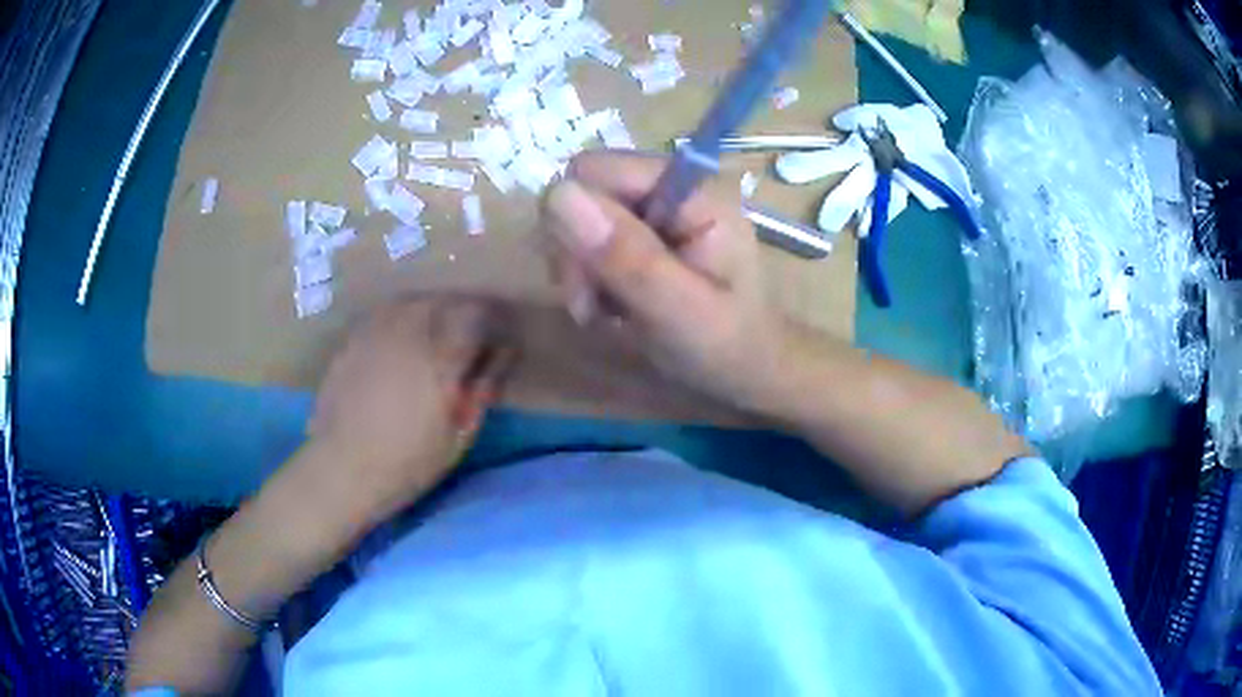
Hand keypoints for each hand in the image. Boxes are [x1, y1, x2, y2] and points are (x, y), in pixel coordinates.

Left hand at [307, 296, 515, 519]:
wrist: (343, 468)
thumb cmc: (408, 462)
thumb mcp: (459, 436)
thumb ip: (482, 389)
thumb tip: (501, 356)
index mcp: (440, 358)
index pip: (477, 315)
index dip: (494, 322)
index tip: (499, 341)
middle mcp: (409, 333)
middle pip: (445, 301)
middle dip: (465, 312)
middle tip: (472, 336)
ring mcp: (377, 332)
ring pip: (414, 301)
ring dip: (433, 310)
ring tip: (438, 332)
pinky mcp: (354, 339)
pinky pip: (386, 312)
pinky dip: (403, 316)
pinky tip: (403, 337)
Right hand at [540, 151, 787, 411]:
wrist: (746, 369)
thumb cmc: (725, 346)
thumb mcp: (678, 310)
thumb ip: (626, 255)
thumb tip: (558, 195)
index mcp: (690, 189)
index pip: (594, 170)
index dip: (575, 222)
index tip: (586, 283)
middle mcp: (667, 186)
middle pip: (580, 193)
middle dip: (574, 253)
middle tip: (592, 306)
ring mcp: (653, 208)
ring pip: (574, 219)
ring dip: (577, 271)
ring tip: (604, 313)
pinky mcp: (641, 231)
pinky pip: (584, 241)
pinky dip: (585, 278)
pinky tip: (608, 307)